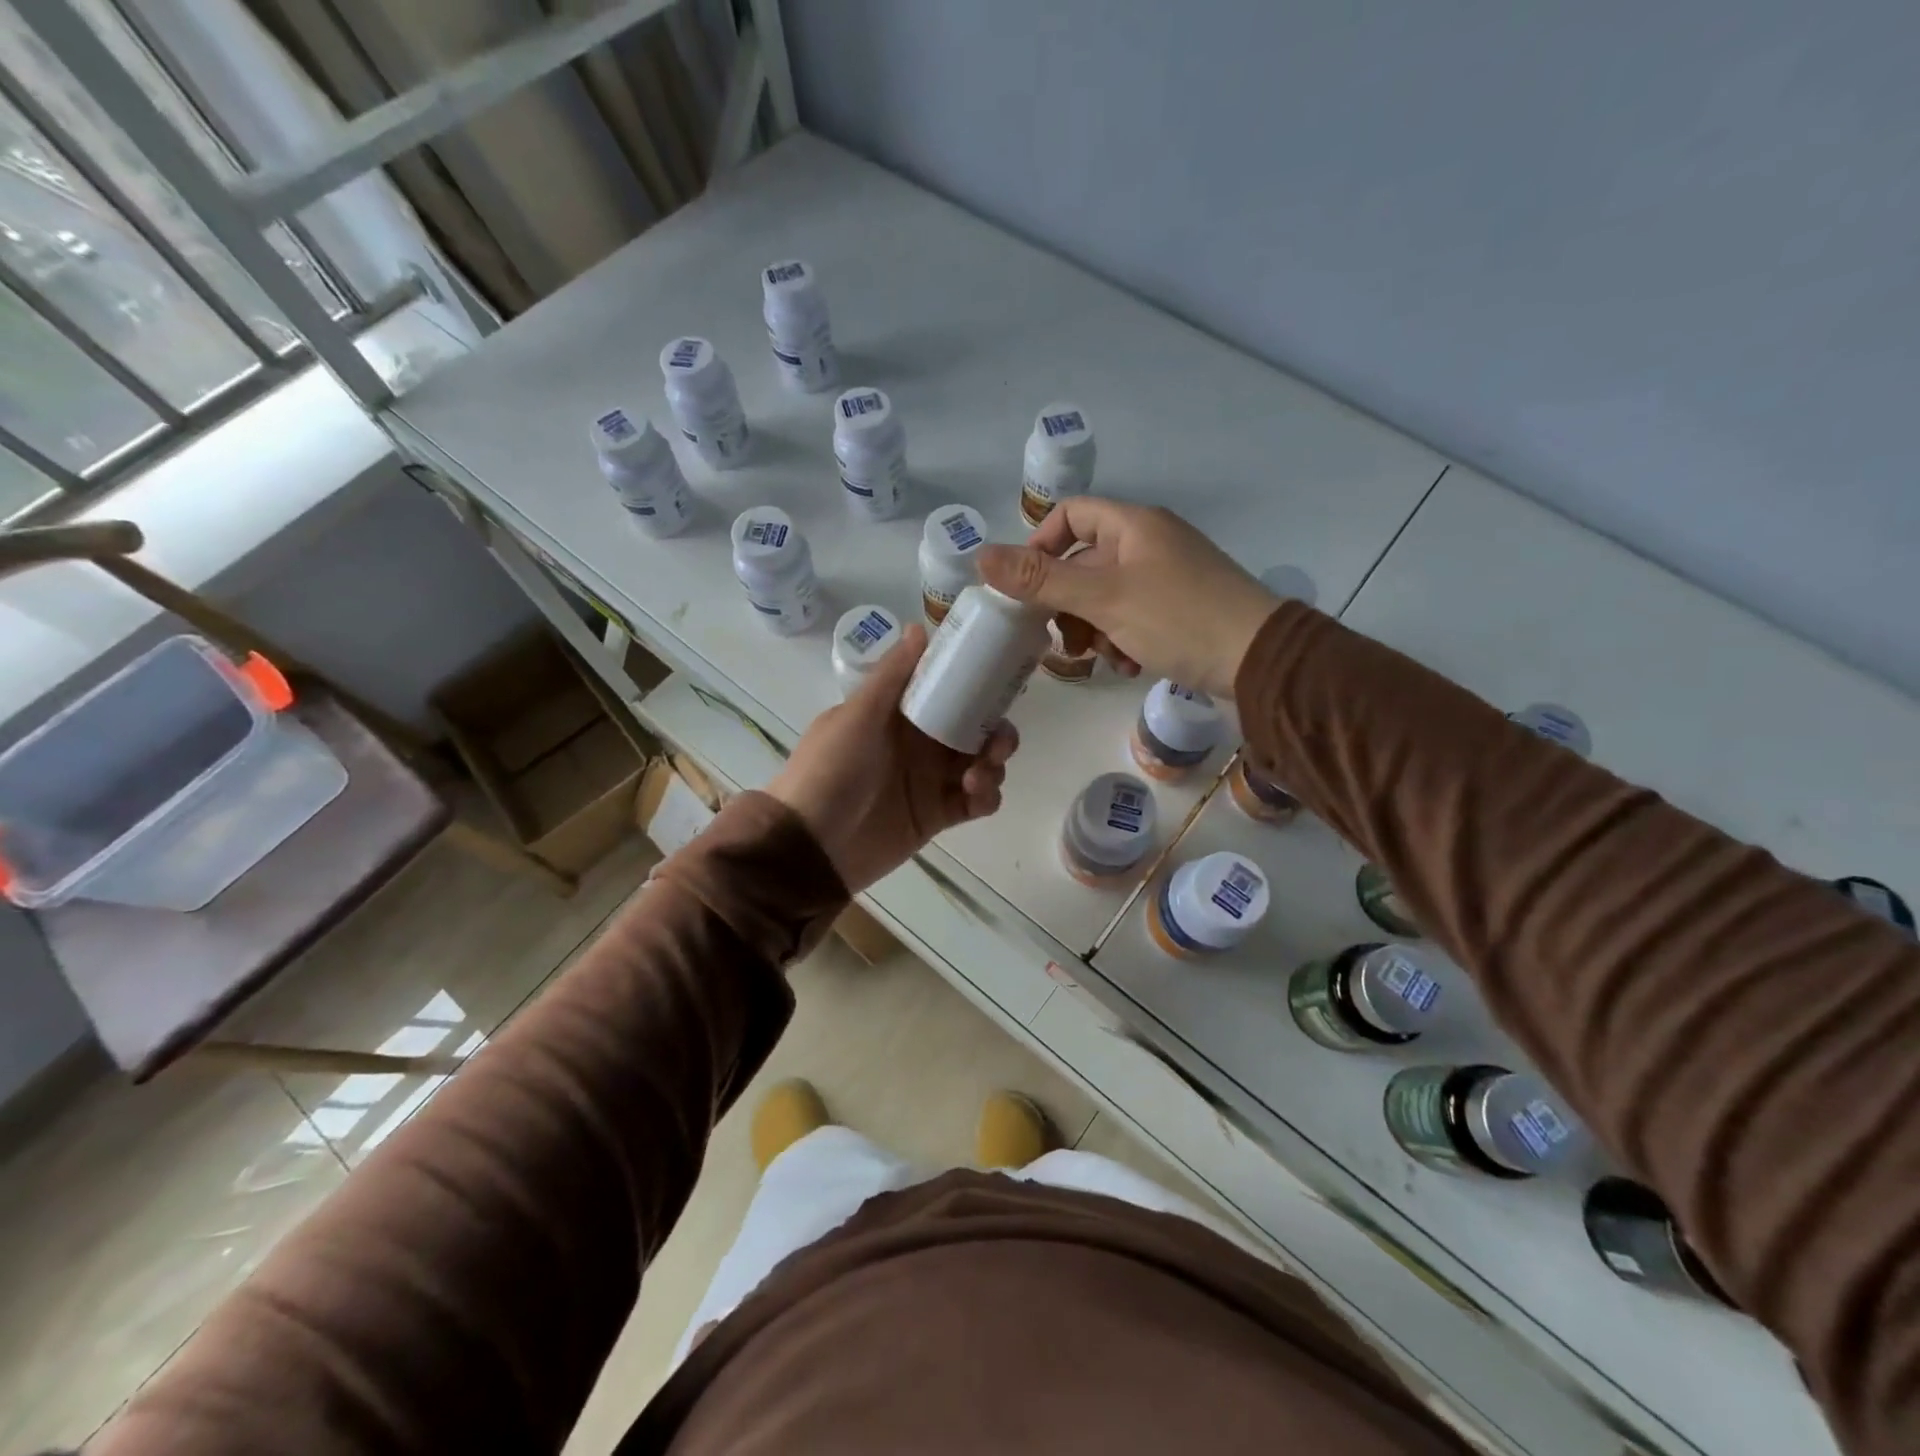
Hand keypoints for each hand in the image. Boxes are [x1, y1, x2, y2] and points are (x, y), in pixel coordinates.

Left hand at [766, 625, 1017, 892]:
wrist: (811, 845)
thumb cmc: (830, 770)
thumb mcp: (858, 716)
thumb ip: (892, 676)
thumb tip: (919, 625)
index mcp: (900, 713)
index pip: (948, 690)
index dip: (977, 684)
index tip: (1001, 681)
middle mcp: (920, 742)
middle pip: (974, 727)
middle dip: (995, 730)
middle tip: (997, 742)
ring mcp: (930, 780)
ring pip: (981, 762)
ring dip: (993, 763)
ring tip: (977, 777)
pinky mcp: (937, 815)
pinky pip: (977, 801)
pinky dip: (987, 796)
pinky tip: (977, 795)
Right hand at [977, 499, 1280, 697]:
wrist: (1260, 660)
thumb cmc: (1178, 618)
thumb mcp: (1102, 598)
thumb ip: (1040, 580)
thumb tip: (980, 556)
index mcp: (1133, 525)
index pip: (1070, 516)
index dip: (1040, 546)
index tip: (1025, 590)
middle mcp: (1150, 543)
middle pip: (1084, 562)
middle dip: (1067, 603)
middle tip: (1063, 640)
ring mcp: (1169, 577)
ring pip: (1106, 596)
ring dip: (1093, 628)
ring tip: (1102, 659)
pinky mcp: (1182, 609)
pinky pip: (1134, 617)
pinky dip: (1122, 639)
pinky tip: (1128, 665)